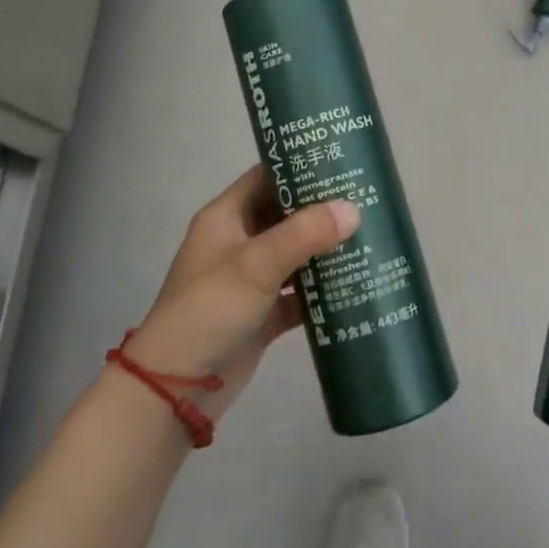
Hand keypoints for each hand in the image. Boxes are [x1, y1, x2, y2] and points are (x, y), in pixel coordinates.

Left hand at [123, 165, 356, 420]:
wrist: (176, 389)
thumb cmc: (209, 310)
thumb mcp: (255, 265)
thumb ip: (304, 234)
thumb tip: (354, 209)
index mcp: (227, 217)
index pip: (266, 176)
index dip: (300, 165)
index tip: (341, 158)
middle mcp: (239, 242)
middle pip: (286, 214)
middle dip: (323, 207)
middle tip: (368, 195)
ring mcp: (252, 279)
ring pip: (296, 253)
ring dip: (327, 247)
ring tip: (372, 231)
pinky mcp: (264, 313)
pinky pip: (300, 292)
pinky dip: (324, 289)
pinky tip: (358, 281)